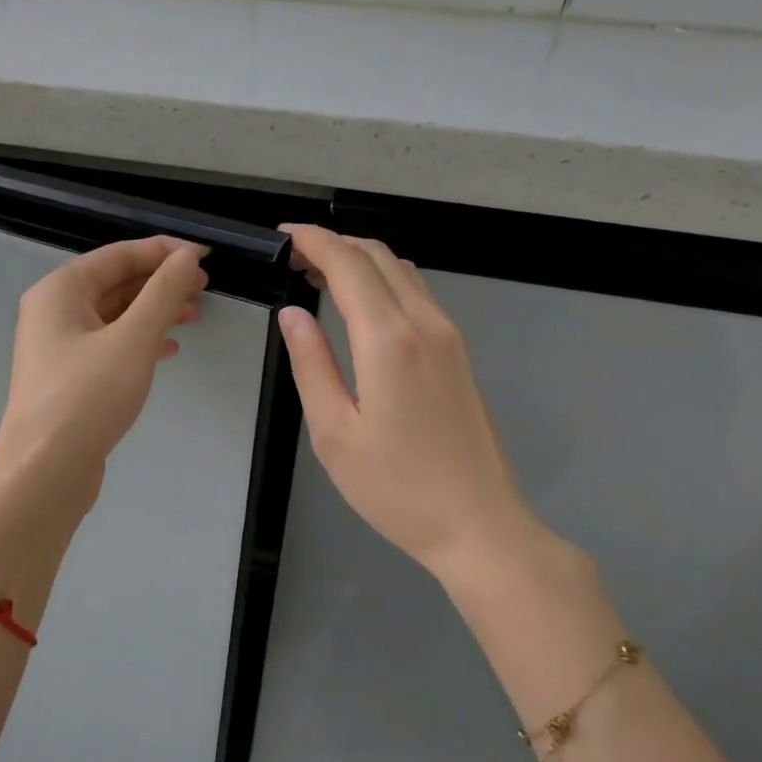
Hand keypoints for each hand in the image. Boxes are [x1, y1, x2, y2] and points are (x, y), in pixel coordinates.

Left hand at [0, 235, 208, 514]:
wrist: (44, 471)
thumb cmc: (87, 397)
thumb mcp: (133, 338)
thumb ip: (163, 292)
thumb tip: (187, 256)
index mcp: (60, 290)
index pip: (119, 255)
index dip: (164, 251)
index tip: (206, 256)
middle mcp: (54, 311)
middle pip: (115, 283)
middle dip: (161, 282)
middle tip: (205, 288)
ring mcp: (58, 347)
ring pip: (114, 316)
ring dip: (154, 312)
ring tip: (194, 317)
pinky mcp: (68, 378)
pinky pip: (109, 345)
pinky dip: (139, 342)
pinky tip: (167, 351)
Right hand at [277, 225, 553, 582]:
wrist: (479, 525)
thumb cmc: (396, 488)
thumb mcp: (334, 432)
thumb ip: (311, 365)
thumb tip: (292, 314)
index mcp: (389, 340)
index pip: (347, 264)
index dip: (313, 241)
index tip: (282, 236)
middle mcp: (425, 324)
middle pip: (379, 256)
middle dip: (334, 244)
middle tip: (294, 258)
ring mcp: (449, 337)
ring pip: (403, 271)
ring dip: (361, 261)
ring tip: (320, 276)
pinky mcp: (460, 354)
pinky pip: (419, 294)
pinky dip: (384, 282)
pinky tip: (361, 307)